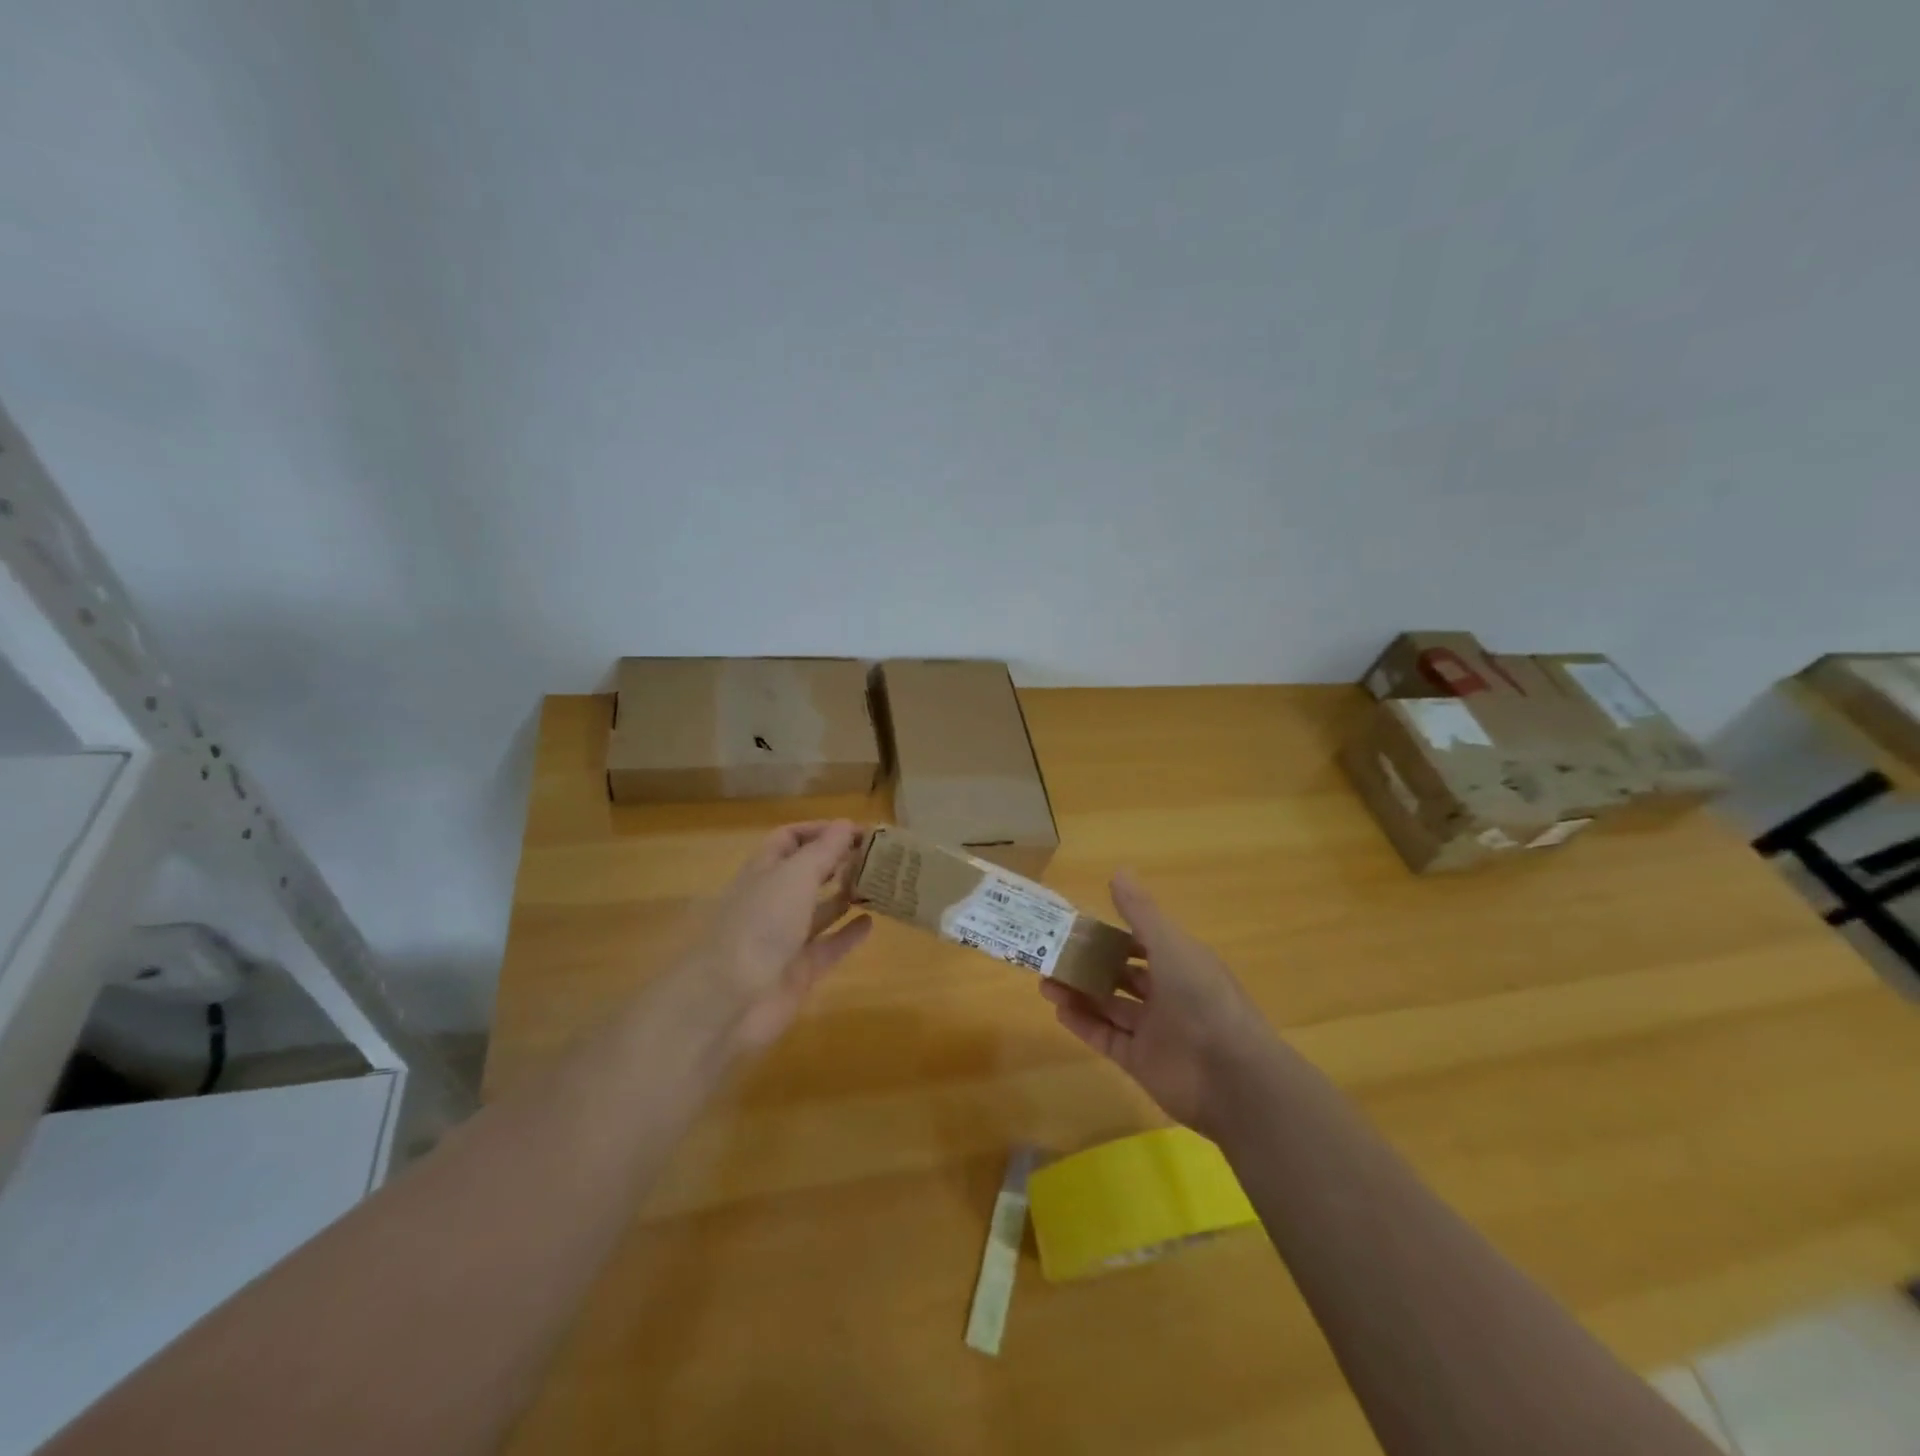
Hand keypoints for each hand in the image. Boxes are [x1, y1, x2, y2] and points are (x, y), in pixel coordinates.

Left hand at [686, 820, 872, 1053]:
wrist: (730, 1001)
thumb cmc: (761, 925)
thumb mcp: (795, 876)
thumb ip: (824, 851)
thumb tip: (846, 824)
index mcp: (763, 872)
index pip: (789, 839)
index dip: (820, 831)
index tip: (857, 830)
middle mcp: (772, 901)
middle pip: (806, 873)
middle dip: (837, 862)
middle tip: (876, 856)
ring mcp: (784, 938)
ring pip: (819, 910)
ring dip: (846, 895)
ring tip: (879, 884)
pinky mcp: (798, 971)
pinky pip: (828, 947)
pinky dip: (848, 934)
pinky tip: (871, 923)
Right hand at [1040, 871, 1269, 1137]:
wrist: (1231, 1074)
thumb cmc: (1202, 997)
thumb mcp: (1170, 944)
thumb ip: (1140, 912)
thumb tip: (1118, 871)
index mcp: (1181, 963)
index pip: (1141, 944)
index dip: (1111, 935)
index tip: (1077, 927)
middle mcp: (1168, 995)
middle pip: (1121, 976)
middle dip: (1090, 966)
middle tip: (1053, 956)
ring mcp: (1154, 1031)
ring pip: (1109, 1007)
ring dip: (1079, 994)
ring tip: (1046, 982)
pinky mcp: (1141, 1062)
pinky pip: (1107, 1038)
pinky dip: (1084, 1025)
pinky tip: (1059, 1009)